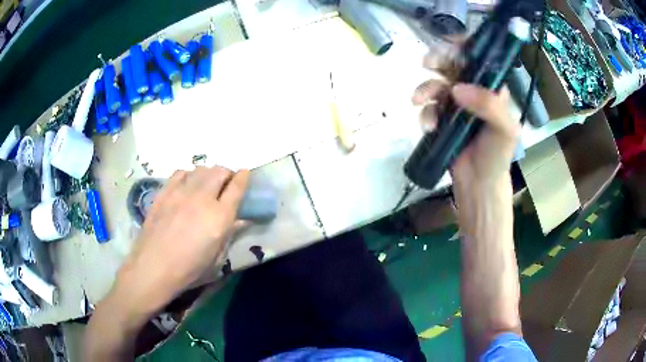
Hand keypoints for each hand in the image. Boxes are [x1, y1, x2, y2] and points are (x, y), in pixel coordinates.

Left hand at [115, 166, 249, 319]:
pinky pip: (180, 173)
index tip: (245, 173)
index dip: (243, 177)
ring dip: (208, 173)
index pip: (236, 187)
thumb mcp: (217, 258)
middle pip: (219, 171)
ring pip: (200, 169)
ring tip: (206, 184)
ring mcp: (180, 192)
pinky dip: (188, 175)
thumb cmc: (189, 270)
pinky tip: (186, 185)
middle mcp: (202, 198)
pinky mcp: (164, 193)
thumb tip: (240, 220)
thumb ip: (230, 234)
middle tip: (225, 183)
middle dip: (226, 173)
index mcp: (219, 217)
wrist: (154, 268)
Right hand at [412, 52, 519, 186]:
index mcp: (492, 88)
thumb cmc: (497, 156)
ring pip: (437, 83)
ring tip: (418, 101)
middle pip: (454, 64)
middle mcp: (474, 91)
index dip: (465, 46)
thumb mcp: (505, 130)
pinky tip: (429, 127)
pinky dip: (425, 114)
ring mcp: (456, 104)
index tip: (451, 44)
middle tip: (426, 62)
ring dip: (425, 89)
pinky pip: (429, 107)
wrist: (479, 183)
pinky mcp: (442, 118)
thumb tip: (456, 89)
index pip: (480, 58)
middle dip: (438, 59)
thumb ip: (489, 106)